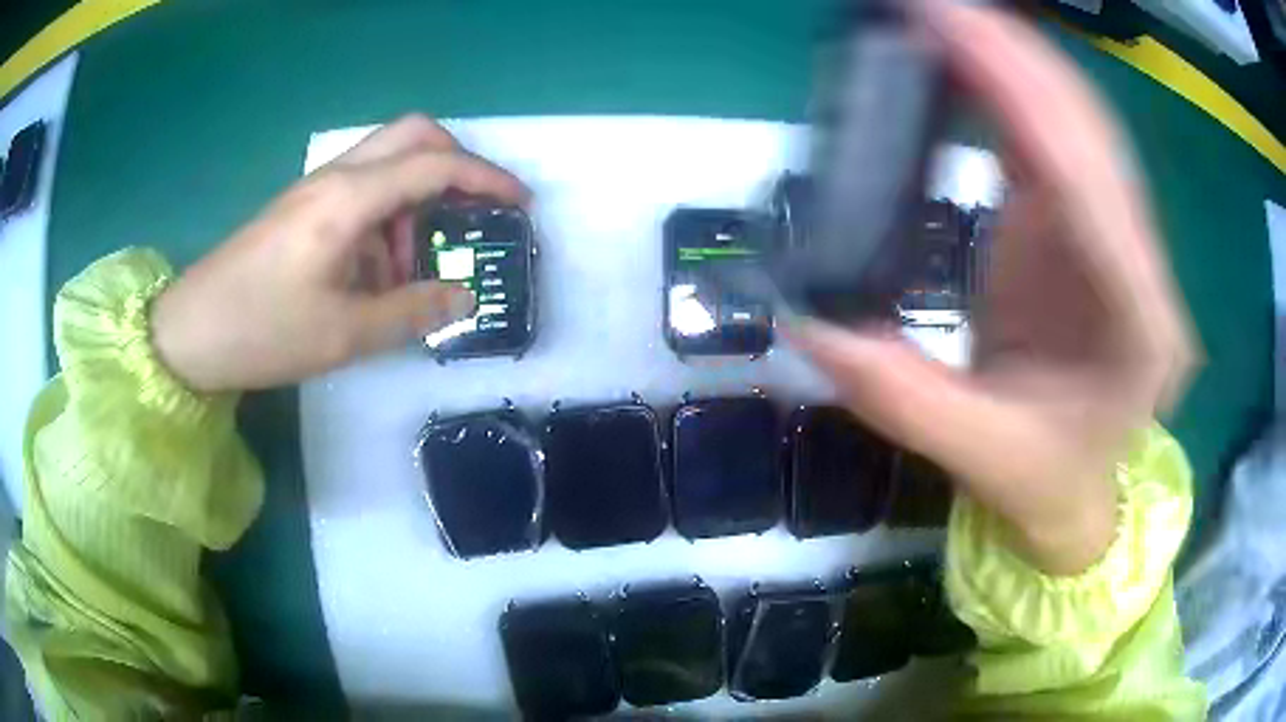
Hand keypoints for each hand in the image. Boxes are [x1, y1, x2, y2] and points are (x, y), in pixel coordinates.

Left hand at [151, 115, 528, 391]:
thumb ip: (411, 312)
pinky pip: (360, 192)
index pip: (435, 165)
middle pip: (413, 135)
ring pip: (387, 164)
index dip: (486, 180)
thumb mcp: (343, 335)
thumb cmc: (261, 331)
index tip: (520, 205)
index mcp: (348, 200)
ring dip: (415, 203)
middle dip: (455, 165)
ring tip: (411, 271)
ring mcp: (315, 189)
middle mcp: (335, 178)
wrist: (189, 332)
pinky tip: (374, 273)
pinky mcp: (302, 207)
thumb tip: (463, 298)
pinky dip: (386, 220)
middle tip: (471, 214)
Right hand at [794, 3, 1194, 573]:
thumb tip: (807, 325)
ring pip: (1081, 128)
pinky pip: (1061, 145)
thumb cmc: (1047, 486)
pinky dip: (1019, 93)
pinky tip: (977, 61)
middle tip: (933, 6)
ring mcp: (1122, 245)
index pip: (1090, 192)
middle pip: (1090, 137)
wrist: (1084, 493)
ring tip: (949, 18)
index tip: (947, 25)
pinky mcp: (1091, 234)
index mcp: (1137, 329)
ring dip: (1019, 63)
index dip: (1022, 97)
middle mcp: (1145, 271)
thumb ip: (904, 399)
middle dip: (1016, 57)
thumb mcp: (980, 460)